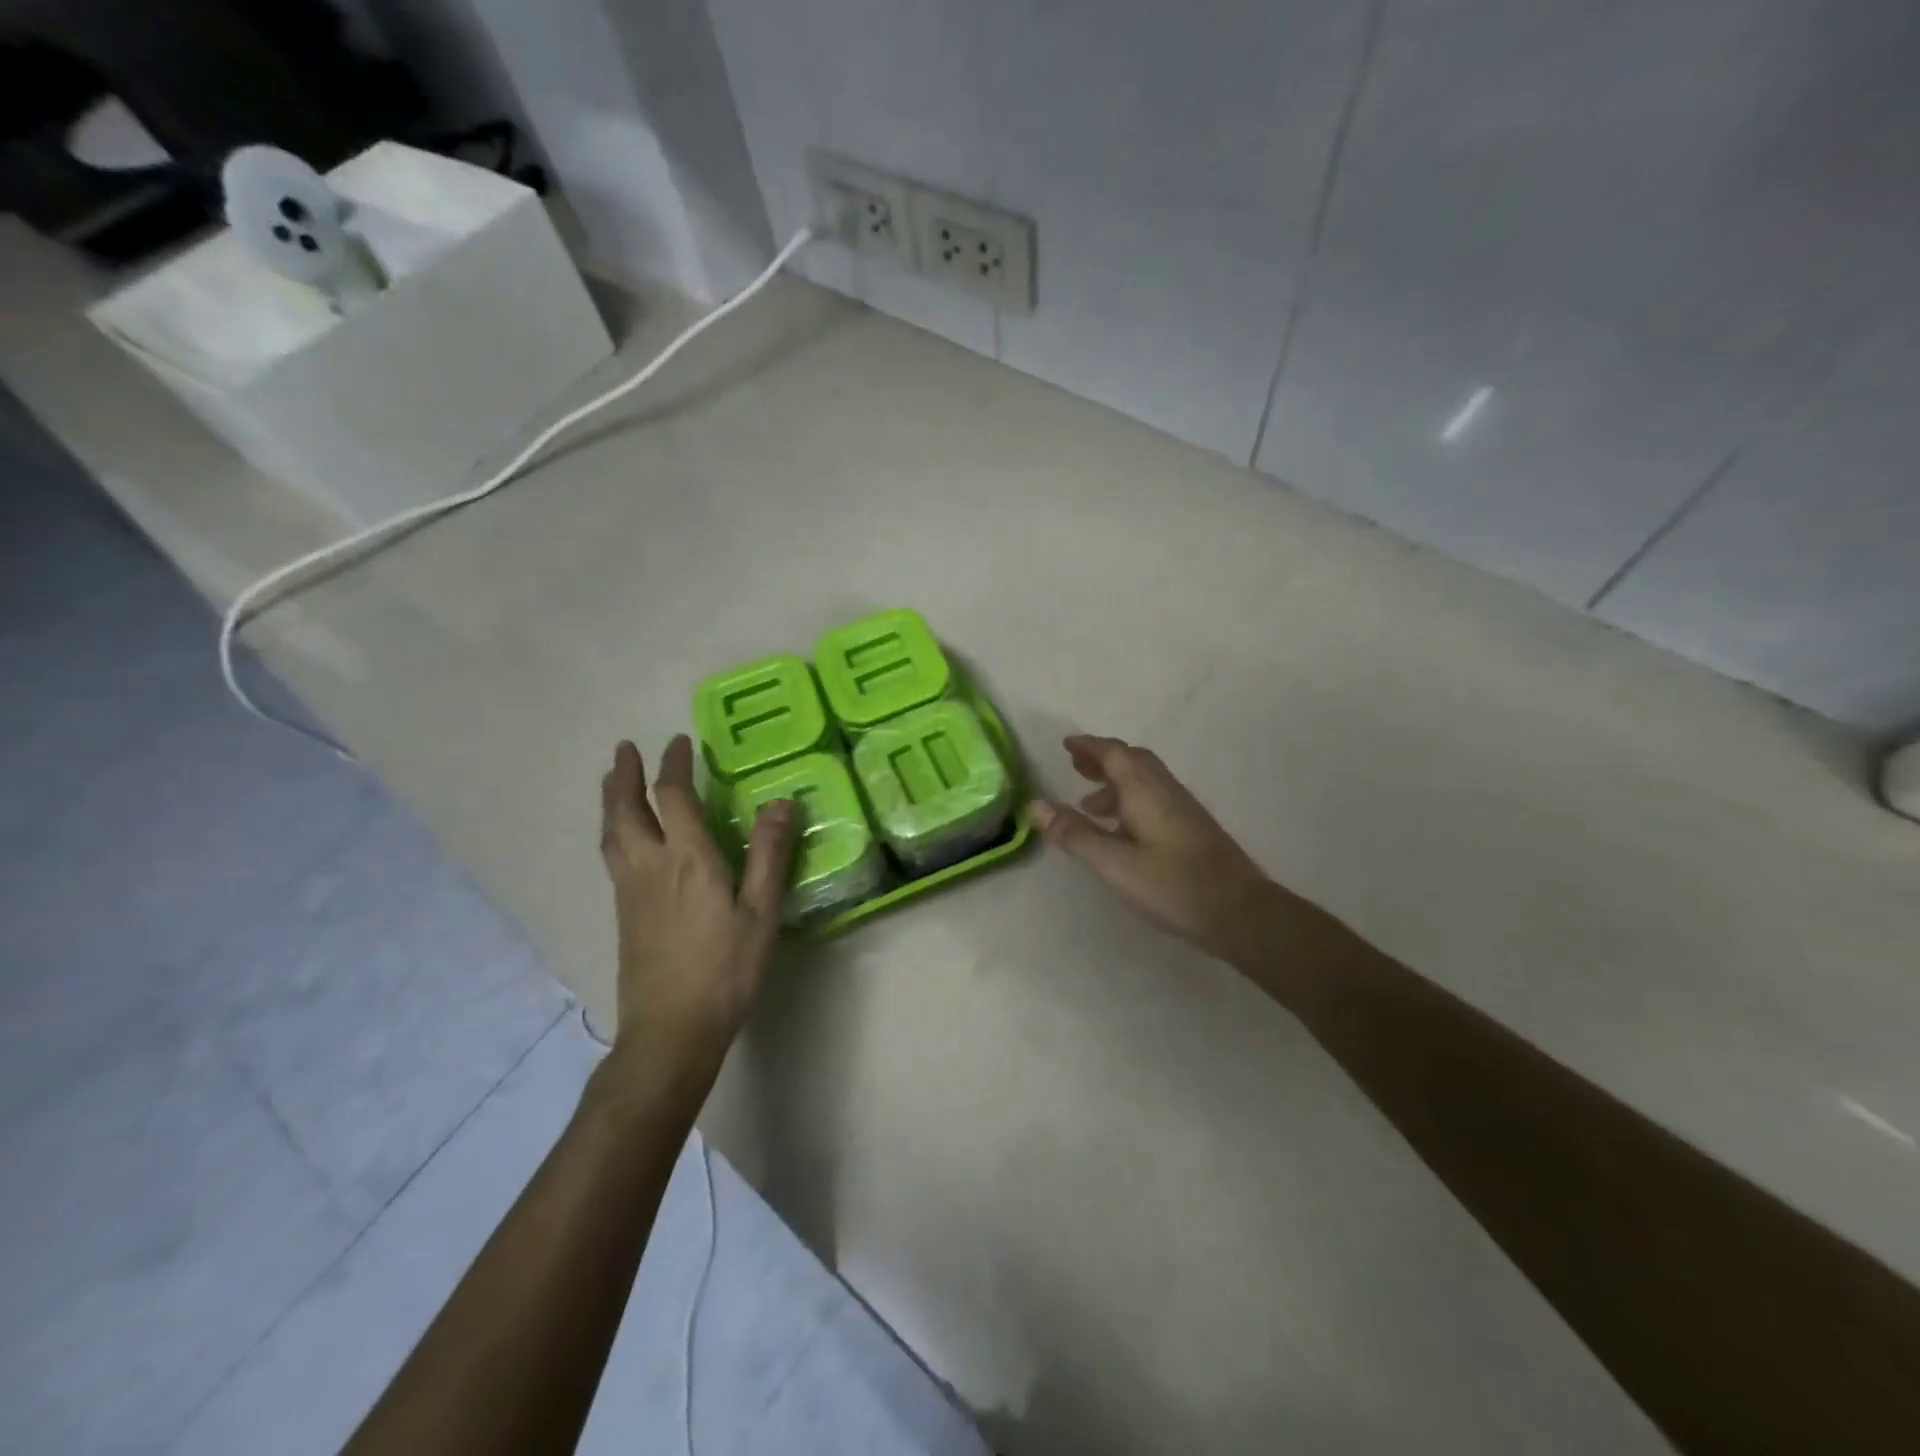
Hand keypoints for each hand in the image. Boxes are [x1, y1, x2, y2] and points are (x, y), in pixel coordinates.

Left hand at [598, 735, 796, 1073]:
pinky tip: (622, 837)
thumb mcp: (761, 912)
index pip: (675, 797)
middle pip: (627, 809)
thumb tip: (781, 802)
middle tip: (624, 749)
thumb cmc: (725, 970)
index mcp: (687, 860)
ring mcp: (630, 891)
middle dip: (624, 775)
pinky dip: (614, 829)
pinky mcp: (623, 913)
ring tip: (612, 781)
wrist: (671, 1029)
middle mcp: (650, 866)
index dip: (674, 765)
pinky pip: (612, 855)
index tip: (678, 741)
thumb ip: (769, 855)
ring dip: (612, 800)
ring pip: (612, 833)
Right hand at [1031, 734, 1278, 964]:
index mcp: (1144, 790)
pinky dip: (1131, 799)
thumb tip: (1035, 804)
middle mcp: (1165, 790)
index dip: (1089, 746)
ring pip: (1145, 780)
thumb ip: (1075, 833)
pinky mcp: (1193, 827)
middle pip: (1132, 760)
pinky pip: (1155, 797)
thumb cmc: (1173, 885)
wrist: (1240, 912)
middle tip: (1076, 766)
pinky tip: (1124, 830)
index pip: (1113, 753)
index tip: (1066, 745)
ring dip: (1116, 781)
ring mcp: (1183, 807)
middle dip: (1103, 759)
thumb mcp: (1114, 863)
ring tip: (1090, 804)